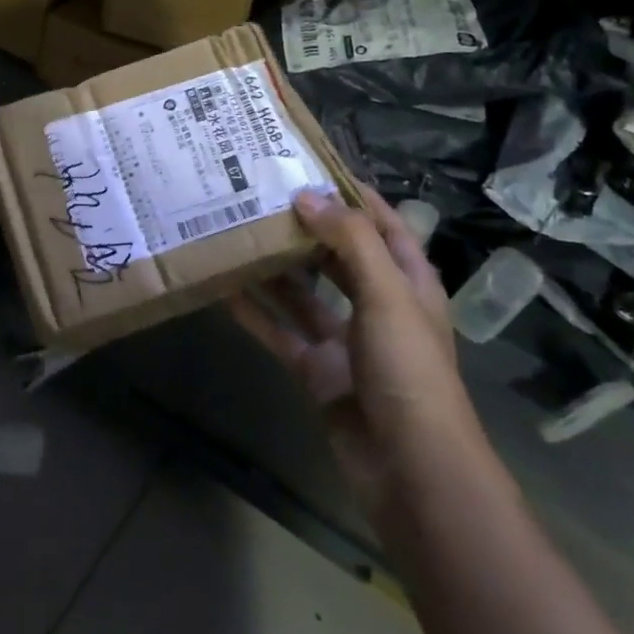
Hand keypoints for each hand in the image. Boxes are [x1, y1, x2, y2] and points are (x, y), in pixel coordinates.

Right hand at [231, 189, 475, 505]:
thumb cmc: (409, 370)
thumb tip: (306, 196)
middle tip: (260, 195)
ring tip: (236, 232)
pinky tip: (224, 290)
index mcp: (407, 282)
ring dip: (274, 268)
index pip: (382, 224)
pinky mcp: (317, 370)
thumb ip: (349, 242)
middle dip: (305, 227)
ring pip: (303, 293)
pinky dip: (256, 313)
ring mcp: (345, 340)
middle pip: (338, 255)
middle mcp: (376, 305)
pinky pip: (281, 331)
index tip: (311, 165)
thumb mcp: (387, 295)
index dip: (353, 195)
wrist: (409, 468)